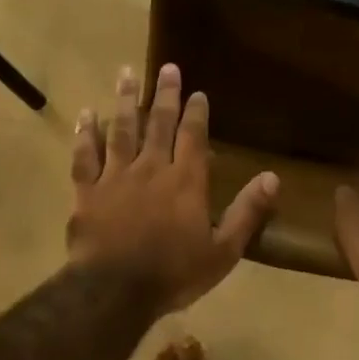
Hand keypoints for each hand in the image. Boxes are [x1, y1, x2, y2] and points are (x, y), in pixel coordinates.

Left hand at [67, 64, 278, 314]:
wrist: (113, 292)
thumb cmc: (174, 273)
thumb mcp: (223, 251)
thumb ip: (247, 212)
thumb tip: (273, 177)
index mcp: (185, 181)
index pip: (193, 136)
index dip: (196, 112)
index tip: (198, 92)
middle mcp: (151, 168)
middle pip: (159, 123)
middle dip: (165, 94)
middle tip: (167, 67)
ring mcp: (115, 177)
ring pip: (121, 129)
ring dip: (126, 101)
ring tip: (127, 73)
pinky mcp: (87, 191)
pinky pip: (85, 155)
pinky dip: (85, 133)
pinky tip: (86, 114)